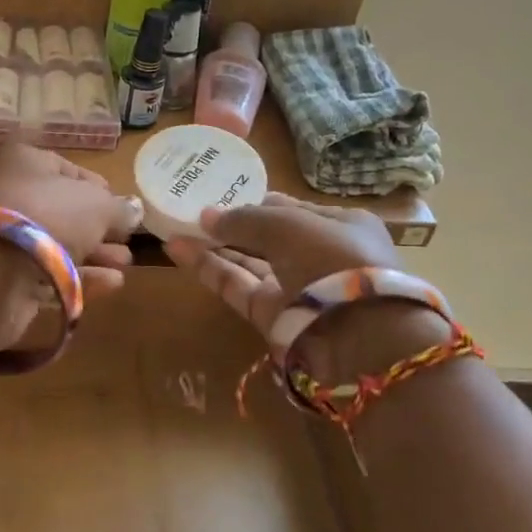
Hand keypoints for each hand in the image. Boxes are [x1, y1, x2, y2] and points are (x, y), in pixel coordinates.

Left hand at [0, 143, 141, 348]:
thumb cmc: (47, 217)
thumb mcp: (97, 205)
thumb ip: (119, 208)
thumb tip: (133, 211)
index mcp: (24, 162)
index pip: (66, 168)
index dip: (97, 187)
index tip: (122, 205)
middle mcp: (10, 195)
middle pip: (63, 210)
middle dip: (99, 227)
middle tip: (126, 240)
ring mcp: (5, 238)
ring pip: (57, 244)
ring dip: (95, 254)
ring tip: (125, 264)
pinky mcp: (5, 277)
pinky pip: (48, 273)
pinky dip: (79, 277)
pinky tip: (111, 283)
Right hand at [166, 193, 401, 330]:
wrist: (357, 336)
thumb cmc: (332, 260)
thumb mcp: (288, 224)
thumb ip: (244, 218)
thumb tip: (206, 216)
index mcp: (341, 227)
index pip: (292, 211)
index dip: (256, 202)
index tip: (221, 195)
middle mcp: (319, 258)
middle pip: (267, 239)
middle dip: (231, 226)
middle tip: (192, 212)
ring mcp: (295, 290)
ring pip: (248, 264)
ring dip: (213, 247)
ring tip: (175, 228)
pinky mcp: (271, 317)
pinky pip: (237, 286)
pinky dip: (209, 269)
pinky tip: (177, 250)